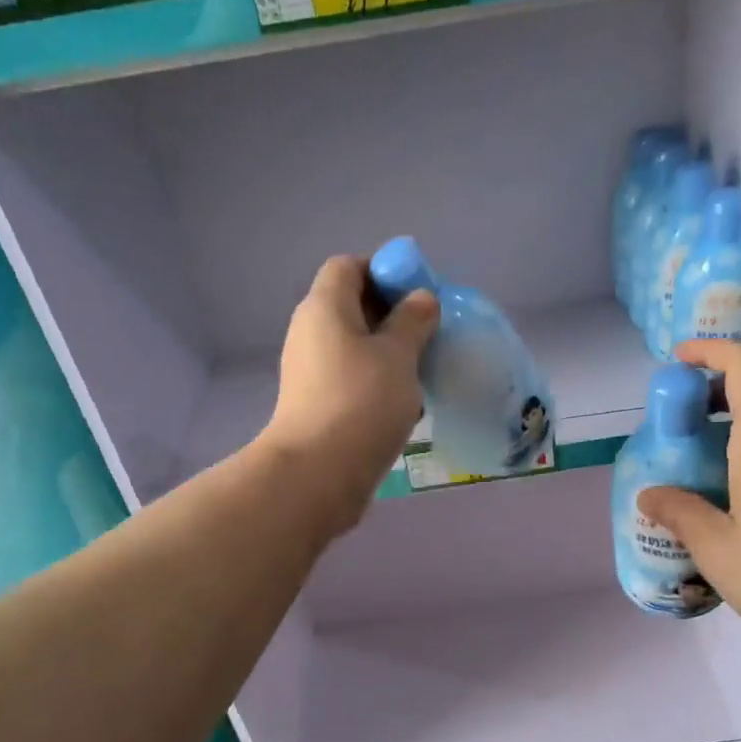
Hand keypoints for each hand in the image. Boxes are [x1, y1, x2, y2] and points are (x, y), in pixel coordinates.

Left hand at [260, 256, 437, 534]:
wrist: (318, 474)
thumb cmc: (361, 402)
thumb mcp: (398, 355)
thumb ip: (413, 321)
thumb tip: (421, 299)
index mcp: (324, 308)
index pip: (348, 267)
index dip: (383, 271)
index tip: (418, 295)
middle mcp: (311, 333)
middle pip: (351, 306)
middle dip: (392, 315)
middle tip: (429, 333)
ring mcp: (311, 371)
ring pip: (355, 347)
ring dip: (389, 354)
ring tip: (422, 371)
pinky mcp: (318, 405)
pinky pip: (352, 379)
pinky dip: (378, 383)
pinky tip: (405, 406)